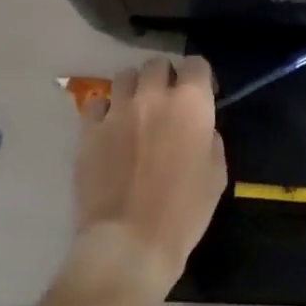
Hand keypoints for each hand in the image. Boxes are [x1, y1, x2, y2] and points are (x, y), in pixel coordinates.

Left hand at [71, 55, 226, 295]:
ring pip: (124, 76)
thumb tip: (199, 129)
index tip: (203, 96)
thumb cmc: (184, 211)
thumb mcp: (217, 173)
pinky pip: (95, 104)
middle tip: (168, 101)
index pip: (197, 63)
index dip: (201, 77)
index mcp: (191, 103)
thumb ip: (209, 138)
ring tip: (137, 110)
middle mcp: (154, 96)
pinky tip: (110, 129)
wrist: (130, 242)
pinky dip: (105, 110)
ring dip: (135, 88)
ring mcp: (117, 111)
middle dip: (165, 77)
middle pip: (157, 64)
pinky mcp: (88, 131)